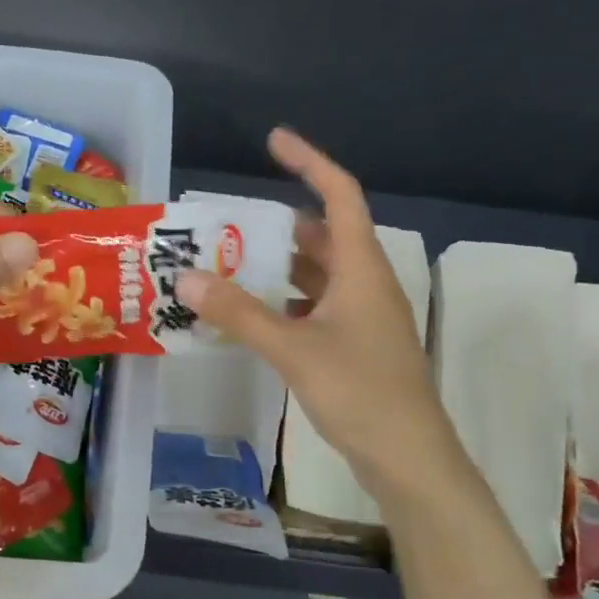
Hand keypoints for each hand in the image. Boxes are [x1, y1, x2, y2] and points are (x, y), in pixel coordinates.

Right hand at [176, 129, 446, 496]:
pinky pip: (315, 306)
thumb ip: (240, 314)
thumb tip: (188, 277)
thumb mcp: (293, 349)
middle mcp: (365, 282)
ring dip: (278, 266)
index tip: (273, 140)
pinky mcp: (356, 344)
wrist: (409, 458)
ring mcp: (363, 316)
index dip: (309, 161)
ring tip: (229, 265)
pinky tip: (251, 316)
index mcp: (361, 268)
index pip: (339, 194)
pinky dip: (284, 301)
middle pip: (323, 235)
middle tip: (228, 224)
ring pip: (318, 274)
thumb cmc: (360, 392)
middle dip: (278, 225)